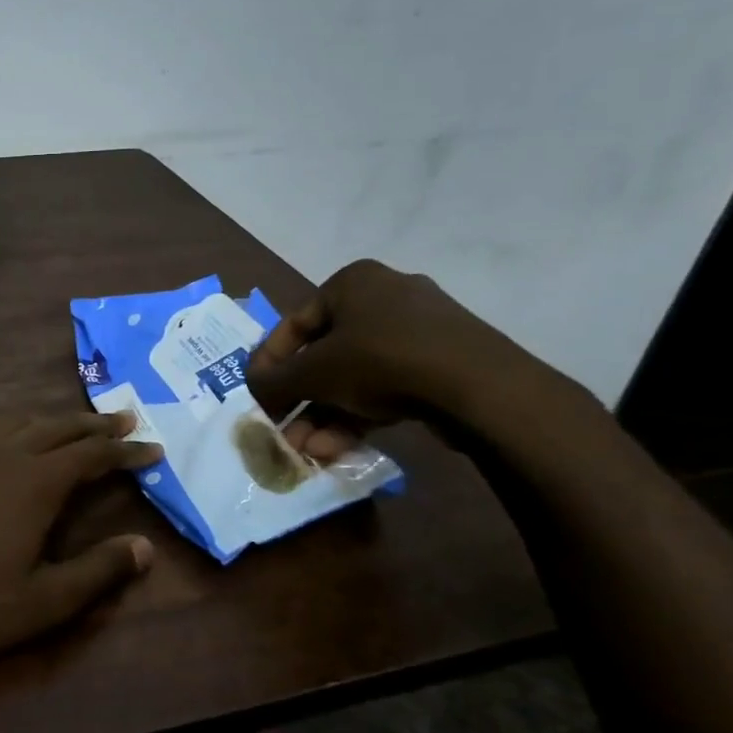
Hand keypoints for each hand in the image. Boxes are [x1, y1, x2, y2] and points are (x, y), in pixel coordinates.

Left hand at [0, 413, 162, 676]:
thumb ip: (98, 571)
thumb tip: (145, 547)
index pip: (92, 455)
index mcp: (36, 483)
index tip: (153, 447)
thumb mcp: (44, 601)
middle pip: (58, 429)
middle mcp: (4, 456)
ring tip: (71, 423)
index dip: (126, 451)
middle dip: (94, 425)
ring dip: (50, 421)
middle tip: (124, 418)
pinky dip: (0, 426)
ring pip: (17, 424)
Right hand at [247, 259, 540, 459]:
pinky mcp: (444, 363)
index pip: (294, 323)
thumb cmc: (380, 361)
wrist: (479, 386)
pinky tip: (339, 448)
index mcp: (352, 282)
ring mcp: (420, 331)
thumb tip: (253, 388)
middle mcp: (385, 297)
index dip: (269, 363)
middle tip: (284, 432)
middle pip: (326, 355)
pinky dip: (360, 414)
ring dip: (325, 415)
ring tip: (308, 450)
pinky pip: (388, 386)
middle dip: (301, 401)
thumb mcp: (313, 372)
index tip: (257, 396)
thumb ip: (274, 381)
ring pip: (356, 376)